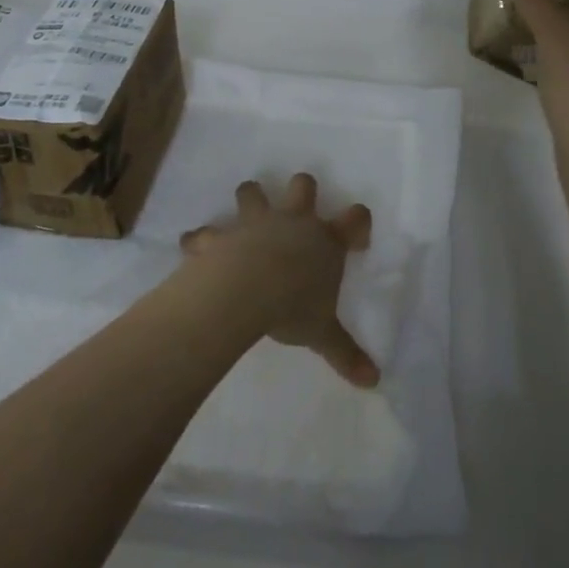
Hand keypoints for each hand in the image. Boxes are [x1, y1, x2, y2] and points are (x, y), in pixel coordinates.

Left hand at [180, 174, 379, 387]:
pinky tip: (194, 247)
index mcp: (325, 241)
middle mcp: (292, 222)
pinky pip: (205, 232)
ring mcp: (255, 223)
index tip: (356, 240)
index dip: (359, 223)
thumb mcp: (323, 334)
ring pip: (252, 191)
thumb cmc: (292, 307)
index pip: (356, 217)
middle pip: (303, 186)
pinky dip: (200, 239)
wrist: (244, 292)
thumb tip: (374, 381)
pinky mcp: (221, 235)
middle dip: (303, 189)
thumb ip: (346, 353)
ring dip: (250, 197)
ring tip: (246, 212)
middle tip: (299, 206)